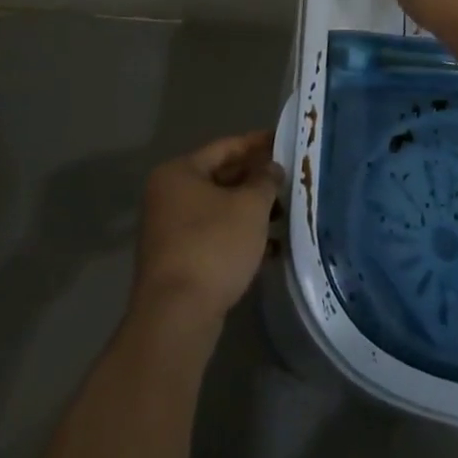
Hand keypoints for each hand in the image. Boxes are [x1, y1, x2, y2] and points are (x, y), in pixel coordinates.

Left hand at [131, 131, 282, 327]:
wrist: (177, 315)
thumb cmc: (213, 246)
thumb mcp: (249, 206)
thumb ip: (265, 180)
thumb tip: (271, 167)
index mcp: (179, 172)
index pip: (225, 147)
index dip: (257, 143)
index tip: (285, 141)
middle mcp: (168, 196)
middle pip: (220, 177)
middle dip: (255, 180)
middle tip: (289, 179)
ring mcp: (170, 230)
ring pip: (219, 209)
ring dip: (250, 210)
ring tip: (285, 213)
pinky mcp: (177, 260)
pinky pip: (214, 235)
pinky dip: (239, 236)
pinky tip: (270, 247)